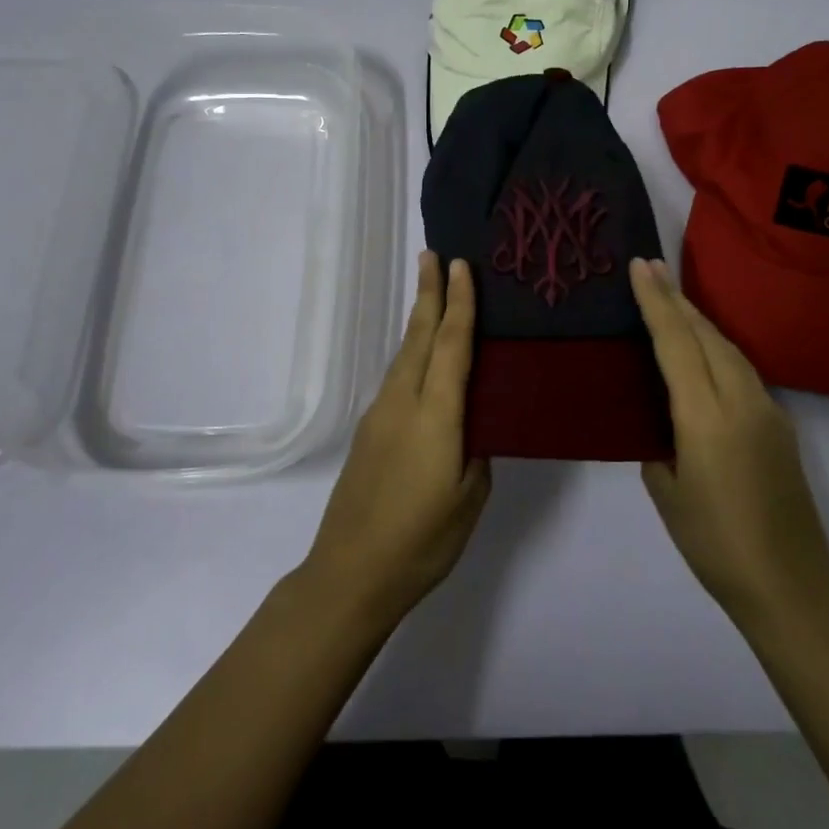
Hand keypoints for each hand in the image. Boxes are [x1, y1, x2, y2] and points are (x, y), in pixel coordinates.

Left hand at [303, 252, 490, 622]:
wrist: (351, 573)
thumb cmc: (422, 540)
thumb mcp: (469, 498)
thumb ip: (477, 451)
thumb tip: (474, 426)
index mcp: (436, 415)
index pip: (452, 345)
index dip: (459, 303)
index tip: (460, 265)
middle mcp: (403, 402)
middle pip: (420, 337)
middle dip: (428, 294)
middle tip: (434, 255)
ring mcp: (380, 415)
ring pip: (404, 354)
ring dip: (419, 320)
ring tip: (431, 294)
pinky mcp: (369, 432)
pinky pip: (396, 377)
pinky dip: (412, 352)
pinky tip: (420, 357)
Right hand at [629, 258, 828, 624]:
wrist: (791, 584)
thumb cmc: (716, 545)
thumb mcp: (667, 494)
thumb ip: (659, 448)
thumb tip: (662, 428)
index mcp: (706, 417)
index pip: (676, 343)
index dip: (656, 302)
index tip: (641, 266)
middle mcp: (742, 401)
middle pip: (707, 334)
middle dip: (677, 299)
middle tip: (651, 268)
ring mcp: (768, 411)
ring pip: (729, 349)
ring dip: (699, 321)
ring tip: (672, 301)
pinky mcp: (780, 426)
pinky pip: (742, 371)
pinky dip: (716, 349)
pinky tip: (702, 353)